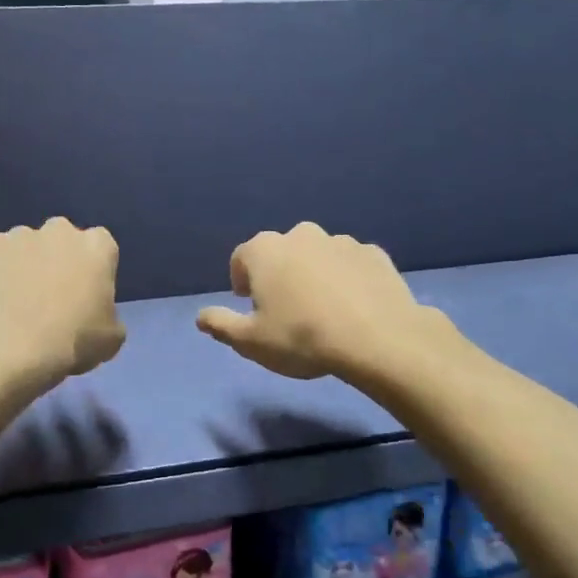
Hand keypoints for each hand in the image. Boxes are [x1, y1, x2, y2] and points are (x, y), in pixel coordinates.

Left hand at [0, 218, 125, 389]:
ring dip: (25, 262)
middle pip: (62, 238)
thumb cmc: (73, 340)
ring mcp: (21, 233)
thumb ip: (108, 314)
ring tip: (17, 297)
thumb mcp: (111, 337)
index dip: (92, 269)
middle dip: (58, 258)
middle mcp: (61, 229)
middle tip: (50, 293)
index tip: (85, 291)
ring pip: (26, 244)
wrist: (15, 346)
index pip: (100, 247)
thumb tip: (98, 314)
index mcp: (98, 245)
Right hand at [196, 223, 435, 379]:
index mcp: (265, 250)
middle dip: (278, 274)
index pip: (241, 258)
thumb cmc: (301, 338)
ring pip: (317, 255)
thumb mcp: (251, 342)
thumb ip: (221, 325)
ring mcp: (341, 241)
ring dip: (313, 274)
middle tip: (285, 308)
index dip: (241, 281)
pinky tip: (352, 307)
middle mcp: (301, 235)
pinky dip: (346, 279)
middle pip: (280, 252)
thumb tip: (200, 317)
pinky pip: (350, 264)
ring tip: (322, 309)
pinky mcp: (374, 254)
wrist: (378, 338)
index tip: (248, 304)